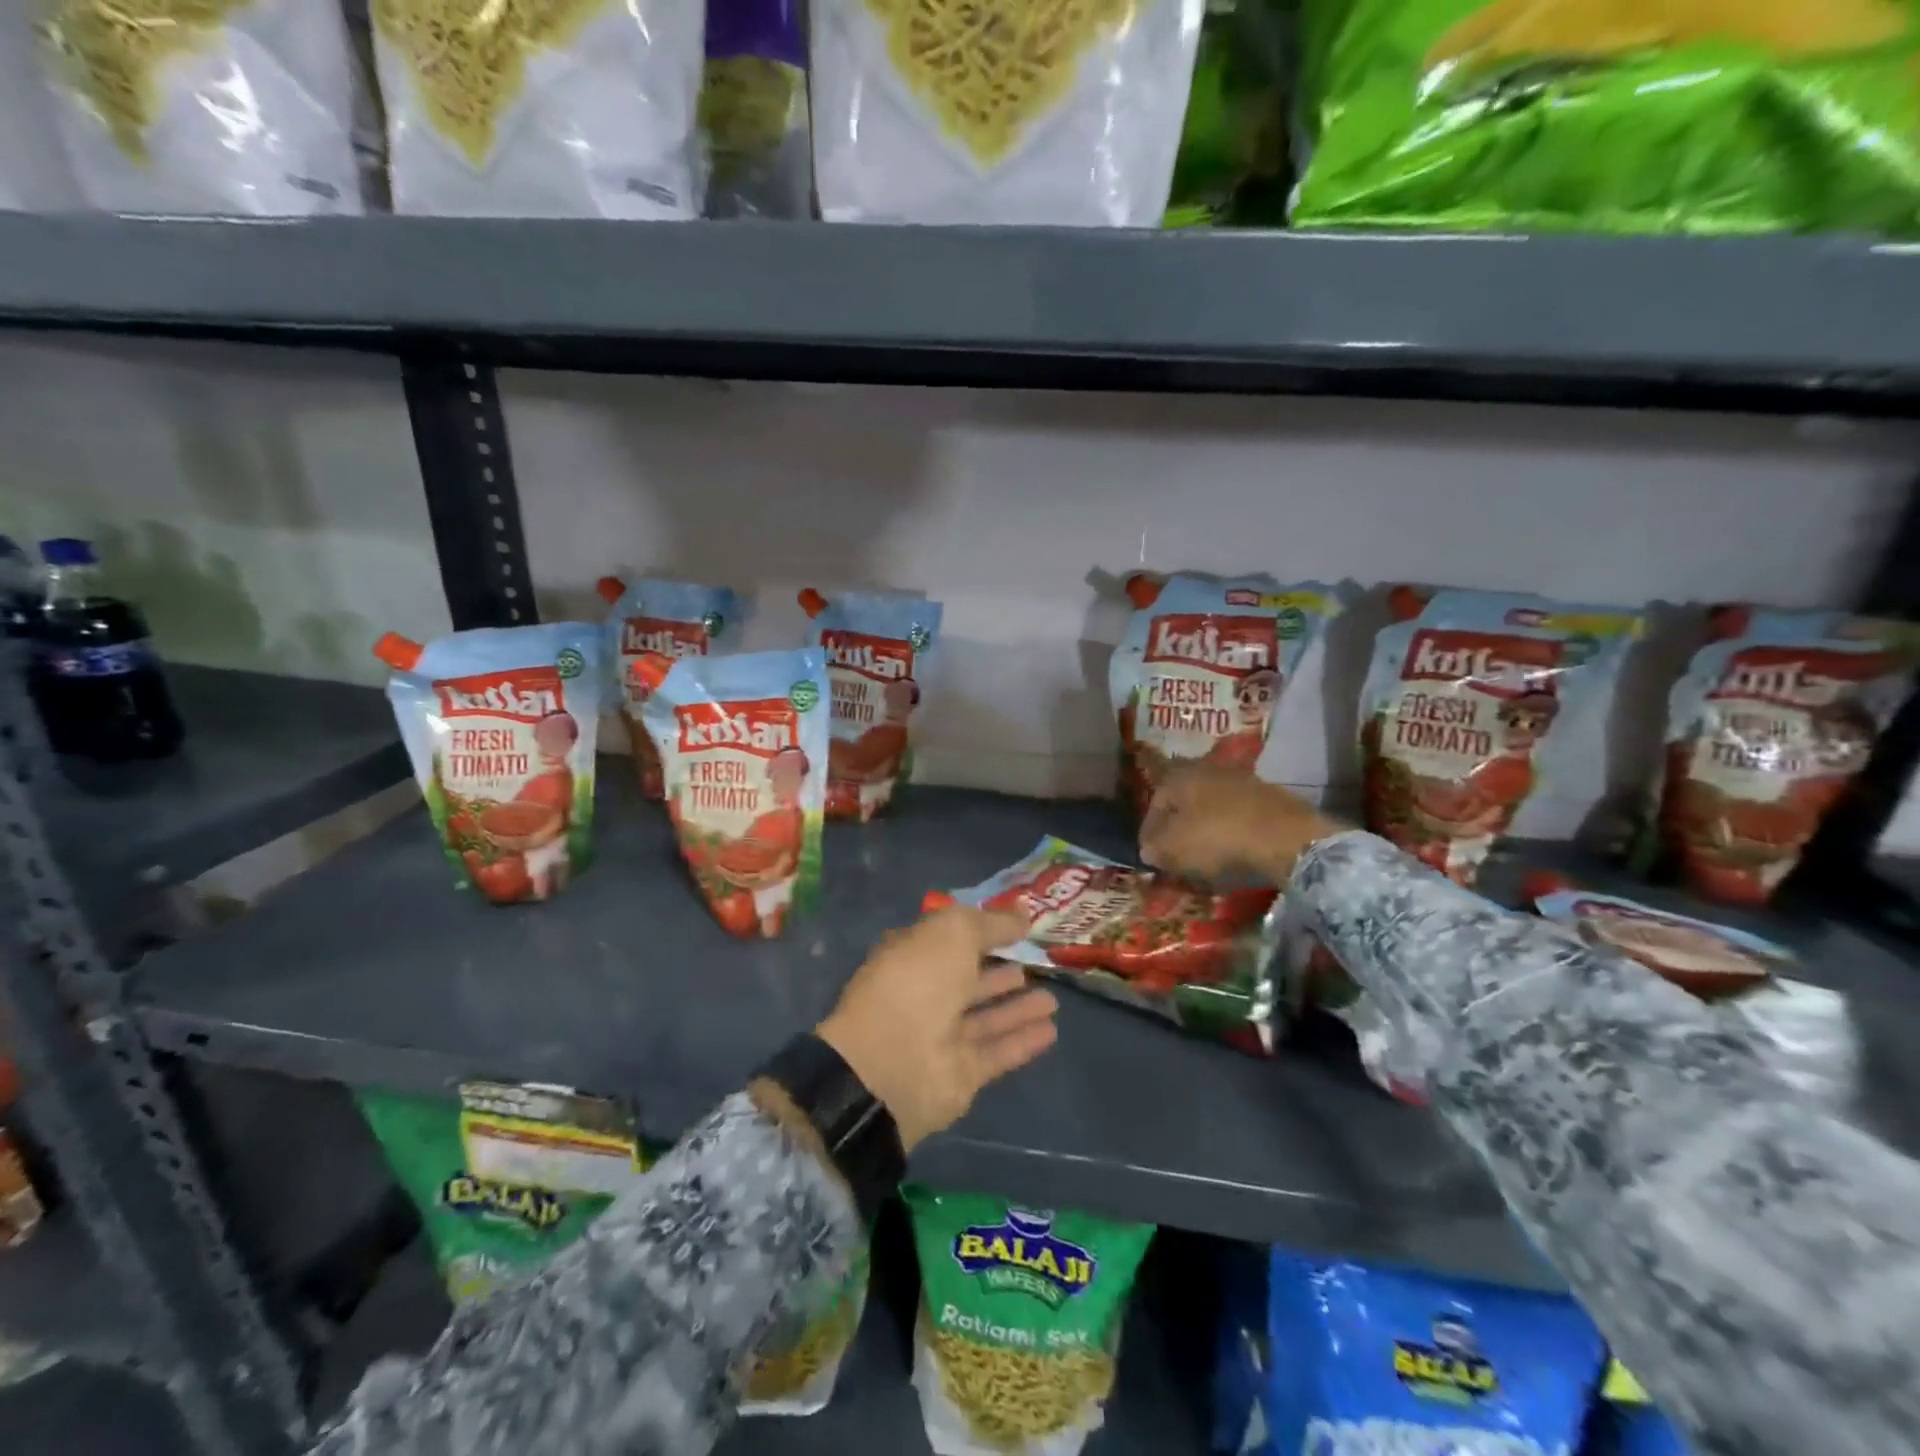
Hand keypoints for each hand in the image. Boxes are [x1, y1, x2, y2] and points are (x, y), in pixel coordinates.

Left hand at [818, 906, 1056, 1150]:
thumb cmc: (918, 981)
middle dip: (999, 973)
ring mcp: (941, 1037)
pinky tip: (1052, 1030)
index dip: (980, 930)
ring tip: (1053, 999)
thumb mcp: (954, 932)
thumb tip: (1022, 917)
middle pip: (968, 981)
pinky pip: (998, 1052)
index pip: (949, 940)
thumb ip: (991, 923)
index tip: (1016, 926)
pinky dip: (1023, 1040)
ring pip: (986, 1018)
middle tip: (1035, 963)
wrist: (893, 1063)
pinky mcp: (961, 1074)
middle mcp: (924, 995)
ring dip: (1017, 1008)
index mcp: (911, 956)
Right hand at [1139, 762, 1343, 883]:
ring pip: (1210, 804)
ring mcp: (1240, 779)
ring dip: (1204, 826)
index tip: (1150, 855)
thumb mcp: (1174, 849)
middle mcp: (1206, 769)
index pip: (1153, 803)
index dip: (1148, 832)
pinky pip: (1237, 813)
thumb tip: (1149, 849)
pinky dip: (1230, 828)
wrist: (1287, 837)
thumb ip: (1154, 848)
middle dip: (1177, 824)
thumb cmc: (1217, 838)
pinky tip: (1233, 847)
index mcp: (1178, 776)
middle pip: (1183, 800)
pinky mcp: (1267, 795)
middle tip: (1175, 851)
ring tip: (1204, 853)